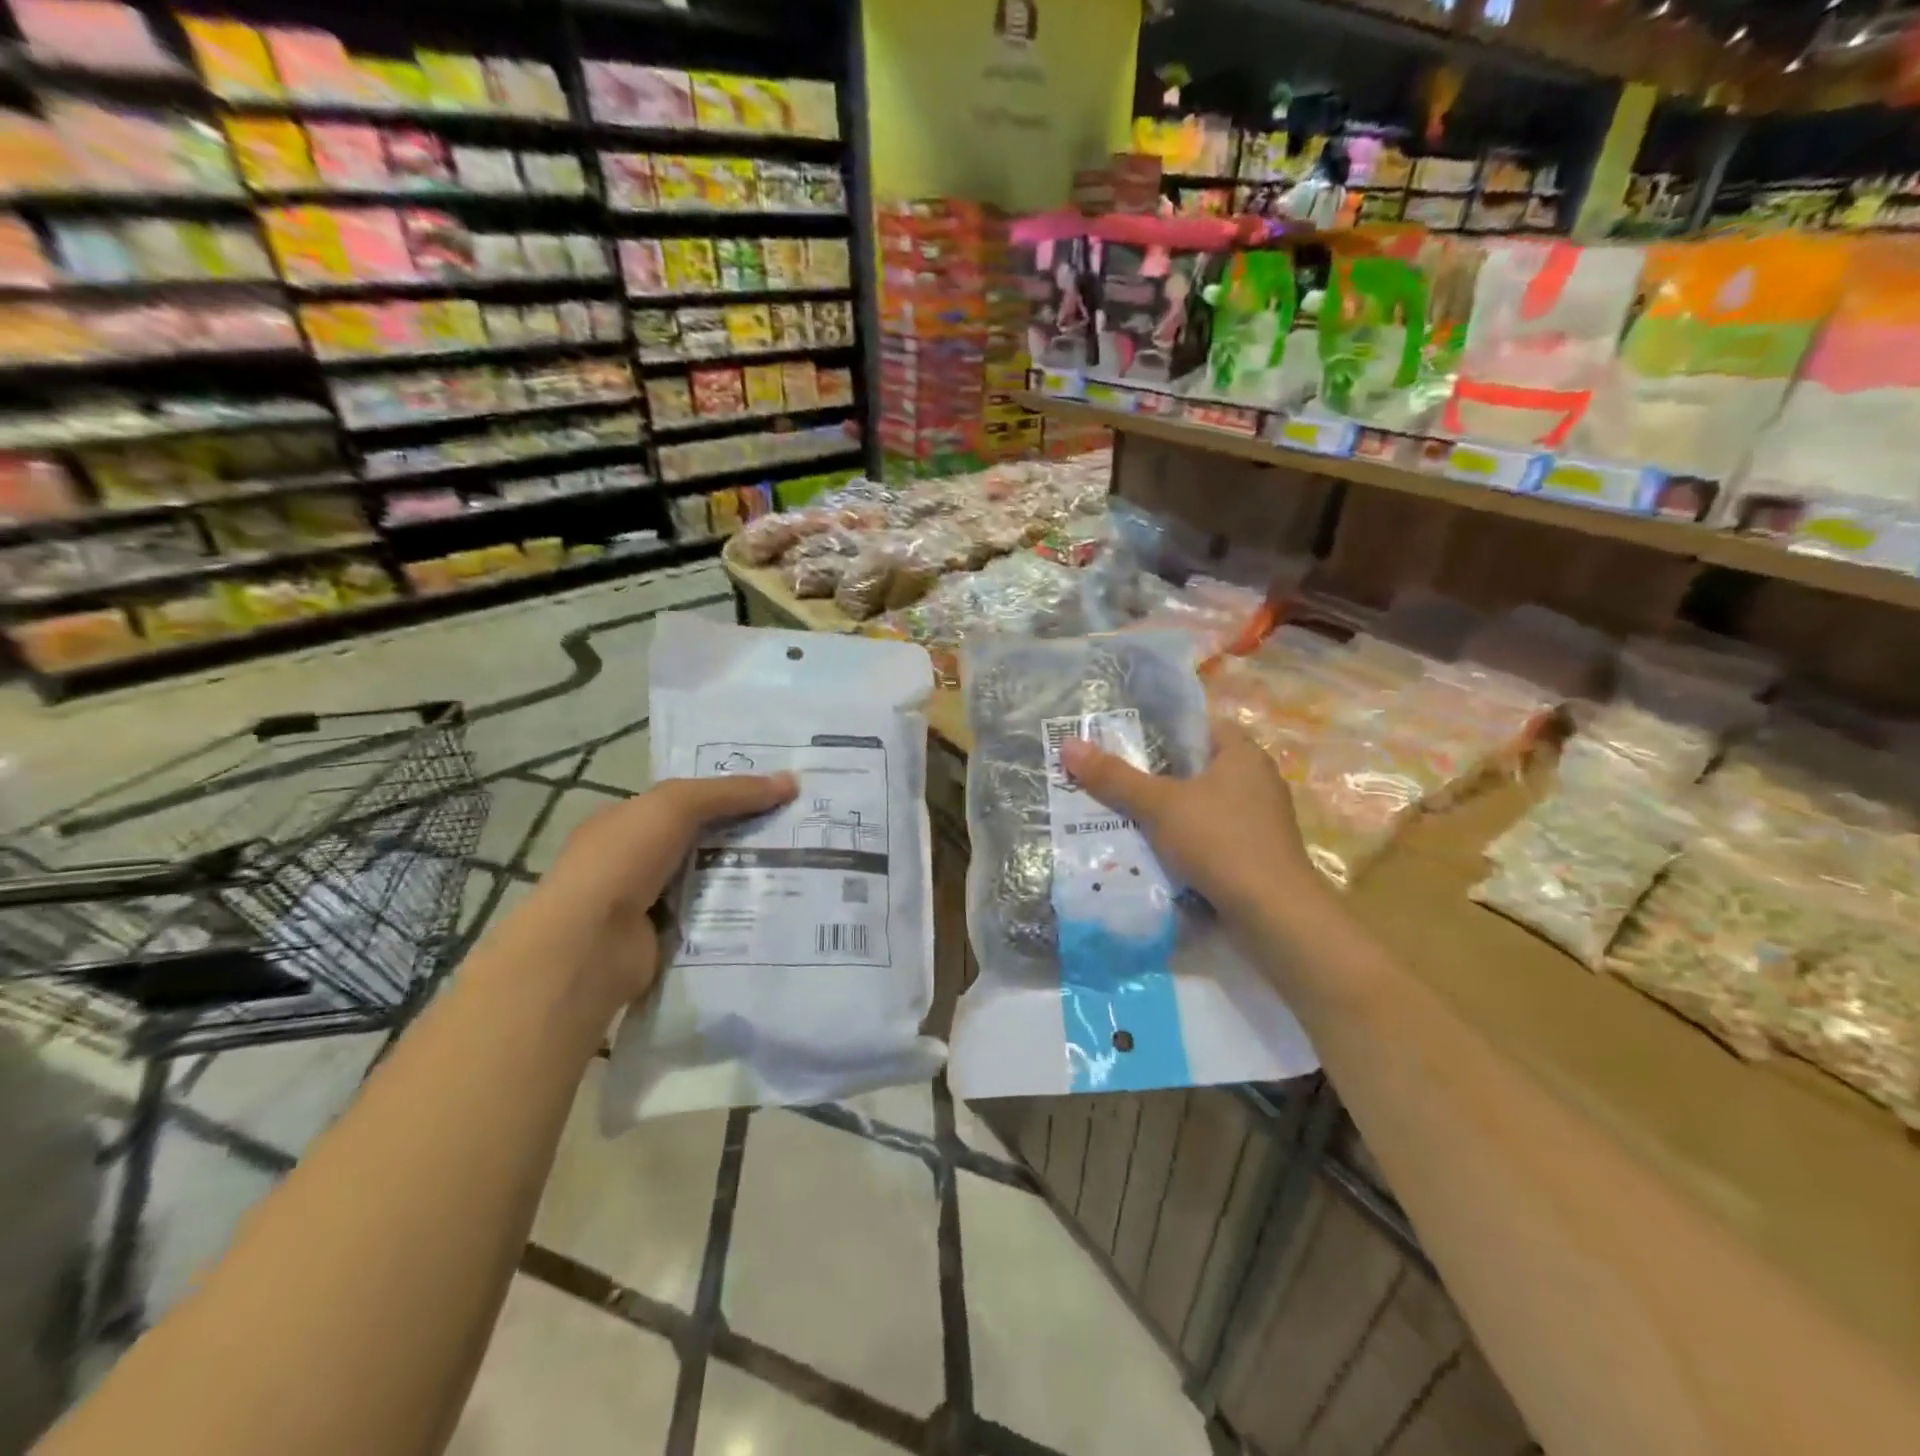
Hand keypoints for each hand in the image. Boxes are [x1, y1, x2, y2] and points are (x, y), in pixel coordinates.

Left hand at [505, 772, 797, 1016]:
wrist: (590, 945)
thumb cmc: (623, 860)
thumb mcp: (676, 806)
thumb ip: (730, 792)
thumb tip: (791, 781)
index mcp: (626, 822)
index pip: (685, 802)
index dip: (729, 795)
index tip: (778, 796)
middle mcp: (634, 860)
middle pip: (702, 840)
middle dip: (746, 836)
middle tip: (800, 831)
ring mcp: (647, 903)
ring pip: (710, 881)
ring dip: (746, 876)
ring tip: (801, 869)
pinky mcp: (665, 939)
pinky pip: (710, 918)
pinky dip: (737, 914)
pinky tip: (775, 907)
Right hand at [1060, 720, 1313, 920]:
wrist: (1274, 912)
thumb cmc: (1219, 841)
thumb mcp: (1159, 805)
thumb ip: (1114, 777)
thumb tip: (1068, 745)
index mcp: (1243, 754)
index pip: (1198, 728)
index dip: (1161, 732)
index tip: (1124, 745)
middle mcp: (1258, 779)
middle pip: (1197, 768)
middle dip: (1158, 777)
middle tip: (1115, 782)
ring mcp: (1261, 819)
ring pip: (1203, 806)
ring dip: (1171, 814)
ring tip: (1126, 819)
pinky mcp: (1258, 853)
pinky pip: (1213, 836)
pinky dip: (1188, 841)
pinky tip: (1158, 853)